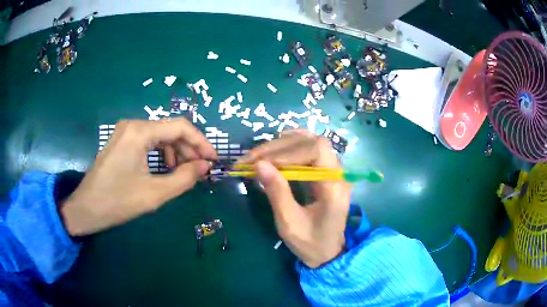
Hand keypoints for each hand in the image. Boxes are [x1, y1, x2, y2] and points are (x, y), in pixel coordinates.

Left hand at [61, 118, 216, 235]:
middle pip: (170, 129)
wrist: (86, 209)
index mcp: (140, 132)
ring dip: (176, 151)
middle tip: (201, 169)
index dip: (201, 142)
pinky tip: (165, 168)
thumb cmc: (117, 202)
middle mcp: (133, 124)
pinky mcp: (121, 141)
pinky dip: (161, 153)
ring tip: (185, 171)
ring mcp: (125, 132)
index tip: (214, 160)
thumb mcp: (154, 194)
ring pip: (160, 135)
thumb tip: (205, 166)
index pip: (180, 127)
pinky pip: (148, 141)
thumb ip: (184, 178)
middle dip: (189, 148)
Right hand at [237, 130, 350, 267]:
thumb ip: (277, 192)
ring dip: (283, 144)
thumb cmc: (310, 243)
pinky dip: (292, 145)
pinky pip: (311, 150)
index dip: (287, 152)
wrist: (328, 252)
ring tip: (259, 152)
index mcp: (334, 187)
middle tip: (251, 158)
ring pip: (311, 143)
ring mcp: (335, 171)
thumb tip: (259, 164)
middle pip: (312, 143)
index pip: (316, 151)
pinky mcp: (326, 173)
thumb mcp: (289, 223)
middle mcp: (339, 174)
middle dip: (279, 147)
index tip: (260, 163)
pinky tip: (278, 146)